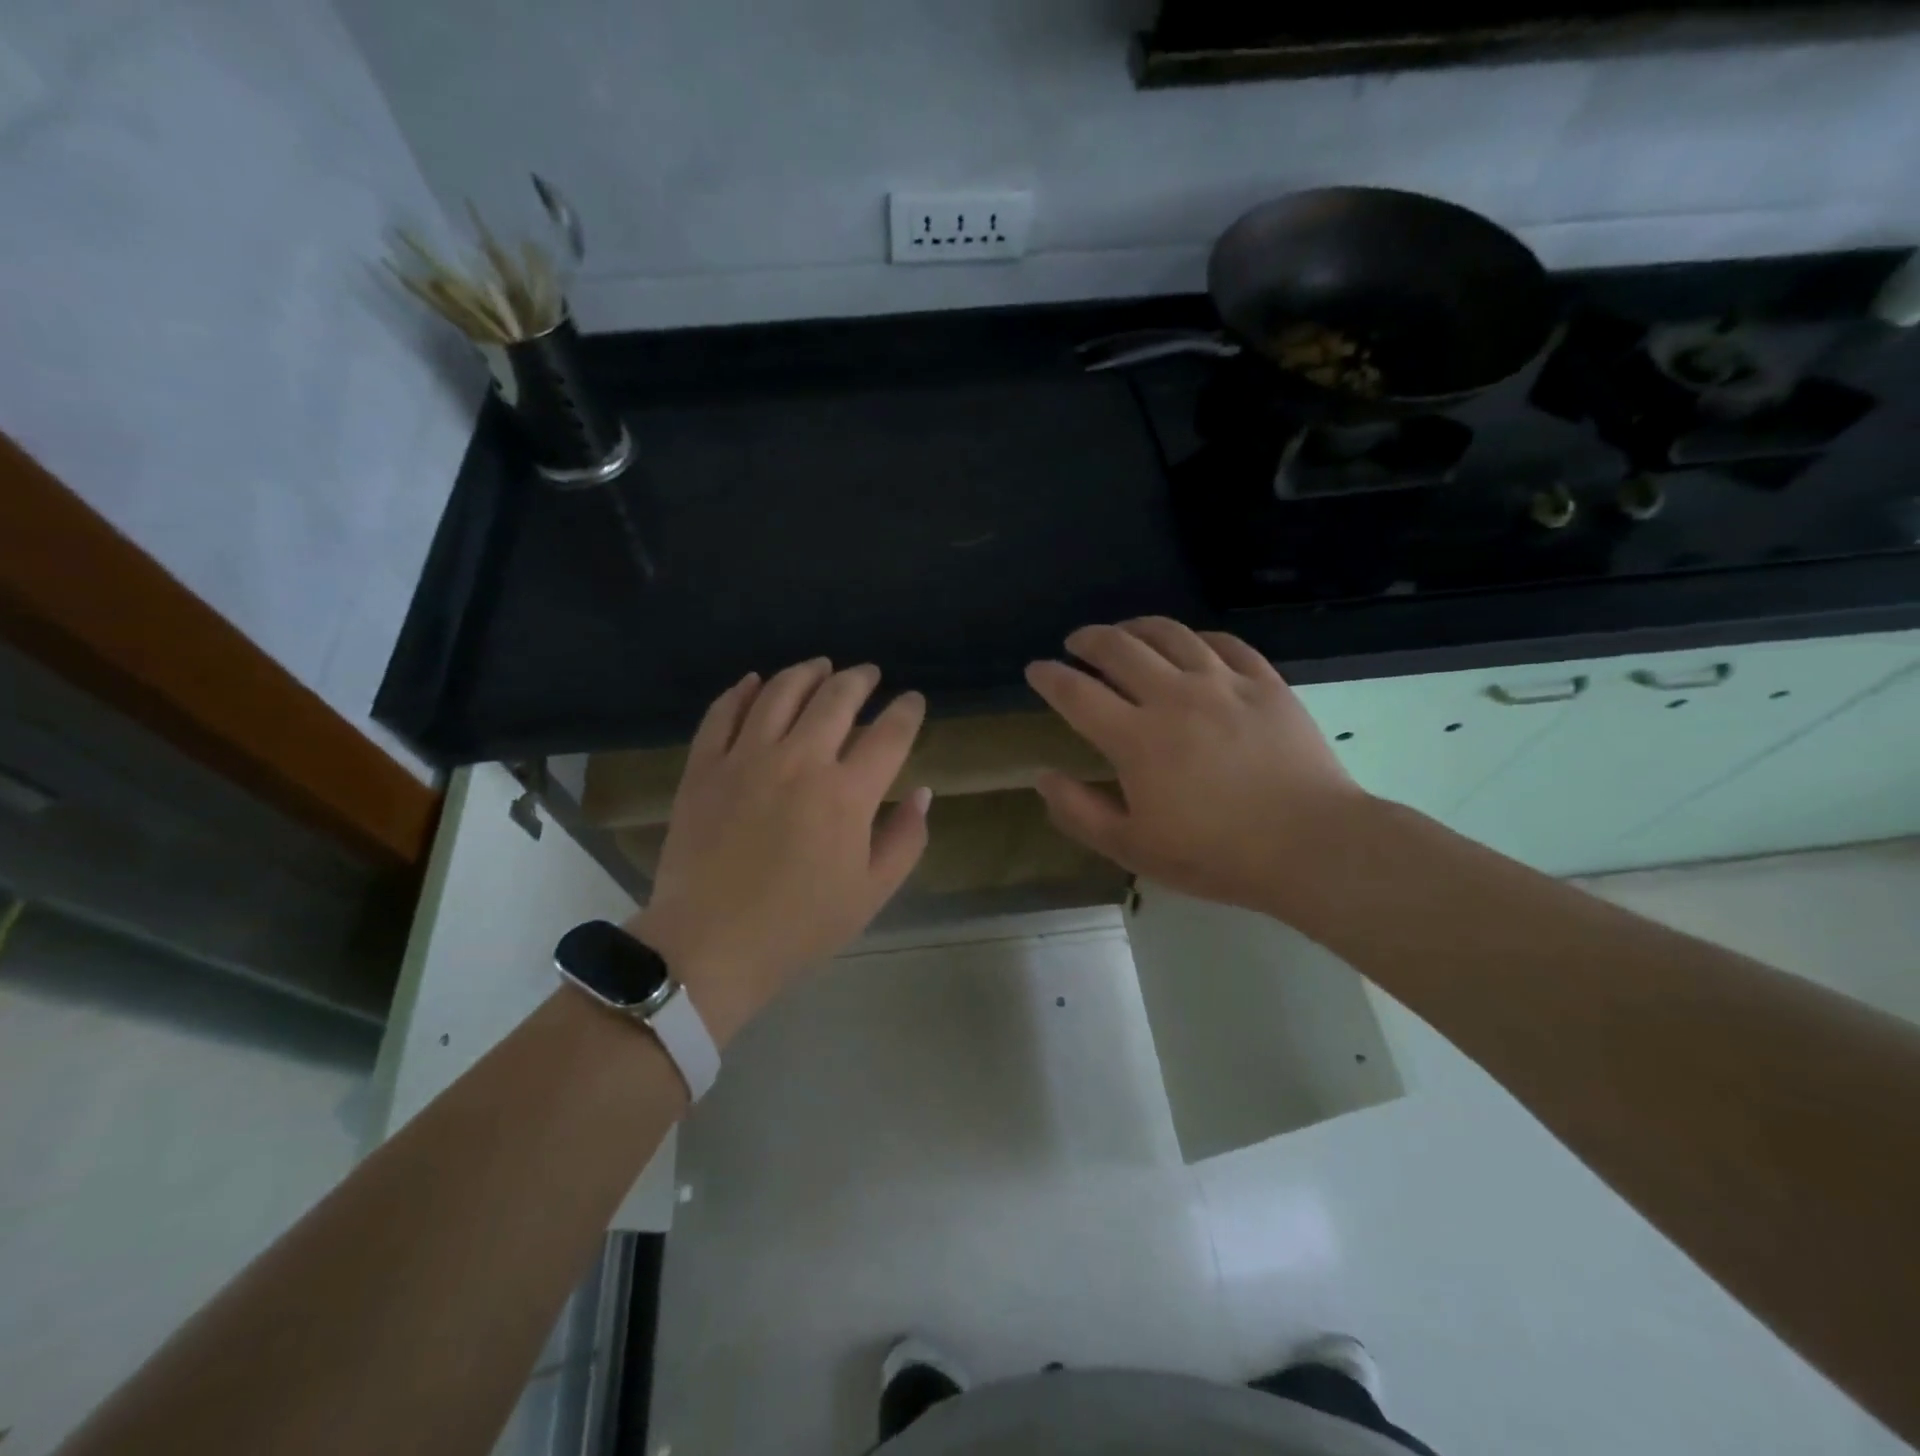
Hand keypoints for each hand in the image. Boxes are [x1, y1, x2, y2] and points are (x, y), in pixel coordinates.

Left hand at [630, 659, 929, 1045]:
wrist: (710, 945)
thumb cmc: (799, 925)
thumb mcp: (871, 893)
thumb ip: (905, 839)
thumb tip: (922, 793)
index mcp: (847, 793)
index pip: (890, 733)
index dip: (907, 710)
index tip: (913, 701)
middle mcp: (800, 760)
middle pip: (837, 698)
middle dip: (861, 679)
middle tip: (870, 674)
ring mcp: (746, 758)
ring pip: (781, 692)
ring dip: (808, 672)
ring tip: (821, 667)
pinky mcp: (704, 766)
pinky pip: (723, 713)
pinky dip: (742, 691)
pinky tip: (755, 682)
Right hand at [1025, 618, 1366, 915]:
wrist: (1312, 846)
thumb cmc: (1215, 854)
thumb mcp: (1133, 849)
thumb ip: (1080, 812)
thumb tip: (1044, 777)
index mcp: (1135, 738)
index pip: (1077, 693)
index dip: (1049, 677)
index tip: (1036, 670)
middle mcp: (1174, 697)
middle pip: (1119, 647)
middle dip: (1088, 639)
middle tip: (1076, 643)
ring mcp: (1223, 683)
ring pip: (1170, 634)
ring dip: (1137, 626)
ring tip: (1125, 631)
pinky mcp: (1265, 683)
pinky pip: (1225, 643)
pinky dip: (1198, 637)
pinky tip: (1192, 644)